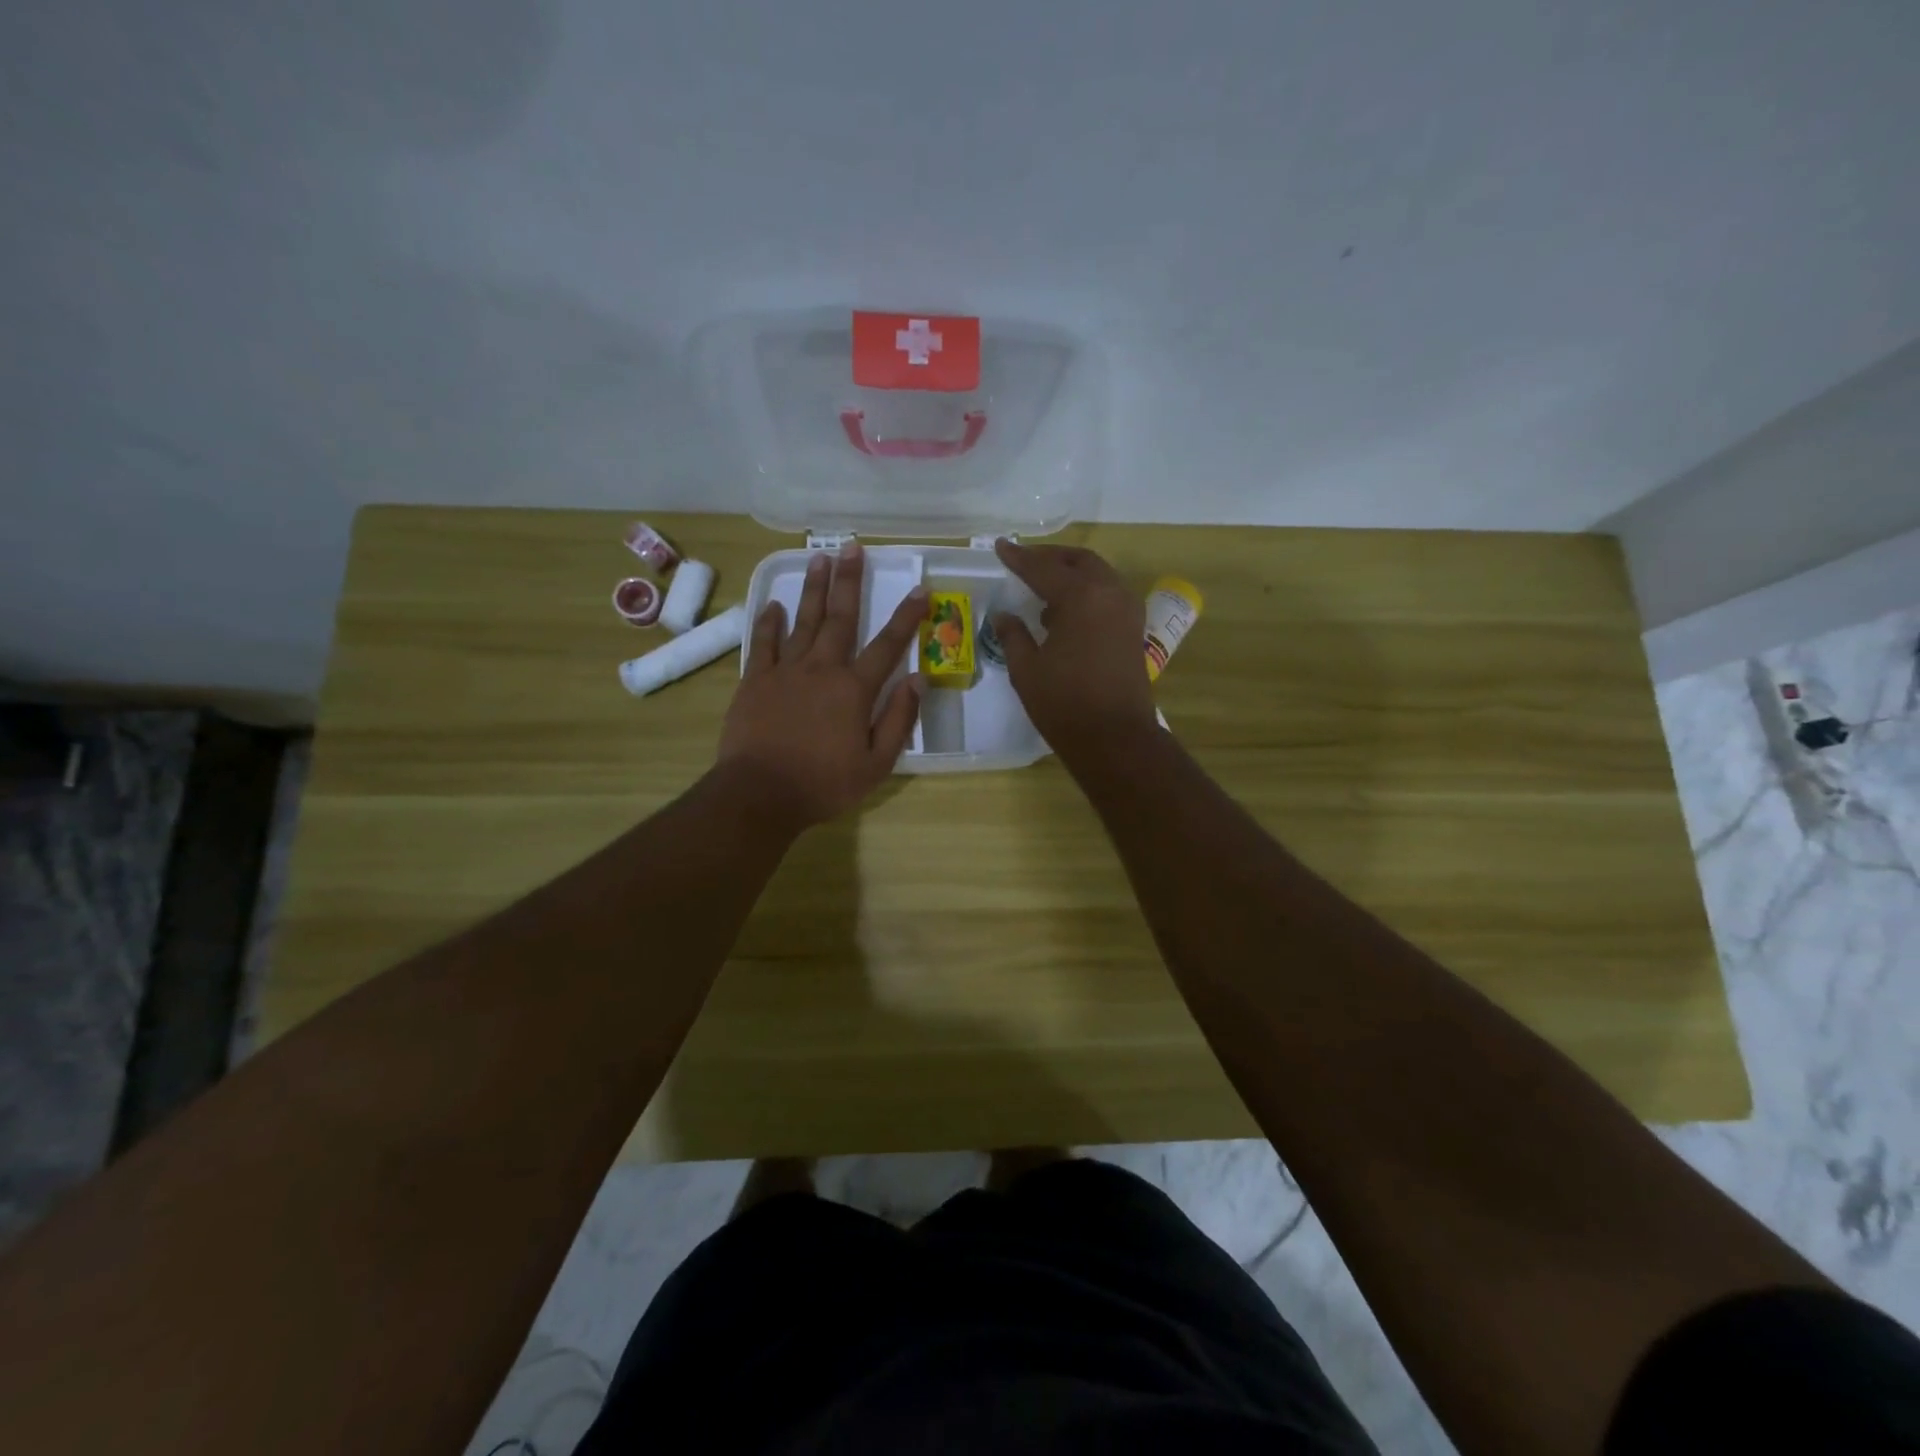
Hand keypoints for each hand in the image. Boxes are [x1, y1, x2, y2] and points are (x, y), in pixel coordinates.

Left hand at [719, 542, 926, 829]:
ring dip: (812, 589)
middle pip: (840, 618)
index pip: (888, 646)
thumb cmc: (824, 784)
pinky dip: (768, 622)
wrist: (760, 794)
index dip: (907, 617)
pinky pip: (763, 643)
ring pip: (802, 620)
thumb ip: (898, 719)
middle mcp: (821, 669)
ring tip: (819, 558)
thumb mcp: (876, 763)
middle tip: (853, 548)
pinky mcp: (755, 681)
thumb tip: (918, 680)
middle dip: (849, 581)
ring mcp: (785, 671)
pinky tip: (774, 604)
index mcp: (854, 689)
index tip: (920, 590)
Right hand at [991, 539, 1156, 759]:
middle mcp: (1109, 593)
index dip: (1018, 558)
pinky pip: (1108, 594)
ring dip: (1071, 573)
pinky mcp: (1133, 630)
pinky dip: (1087, 591)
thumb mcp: (1027, 670)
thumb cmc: (1065, 704)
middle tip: (1024, 561)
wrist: (1115, 738)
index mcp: (1081, 597)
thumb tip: (1004, 615)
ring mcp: (1127, 611)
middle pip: (1079, 561)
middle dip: (1050, 557)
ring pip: (1098, 575)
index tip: (1000, 547)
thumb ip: (1013, 635)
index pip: (1043, 568)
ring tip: (1043, 585)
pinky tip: (1066, 612)